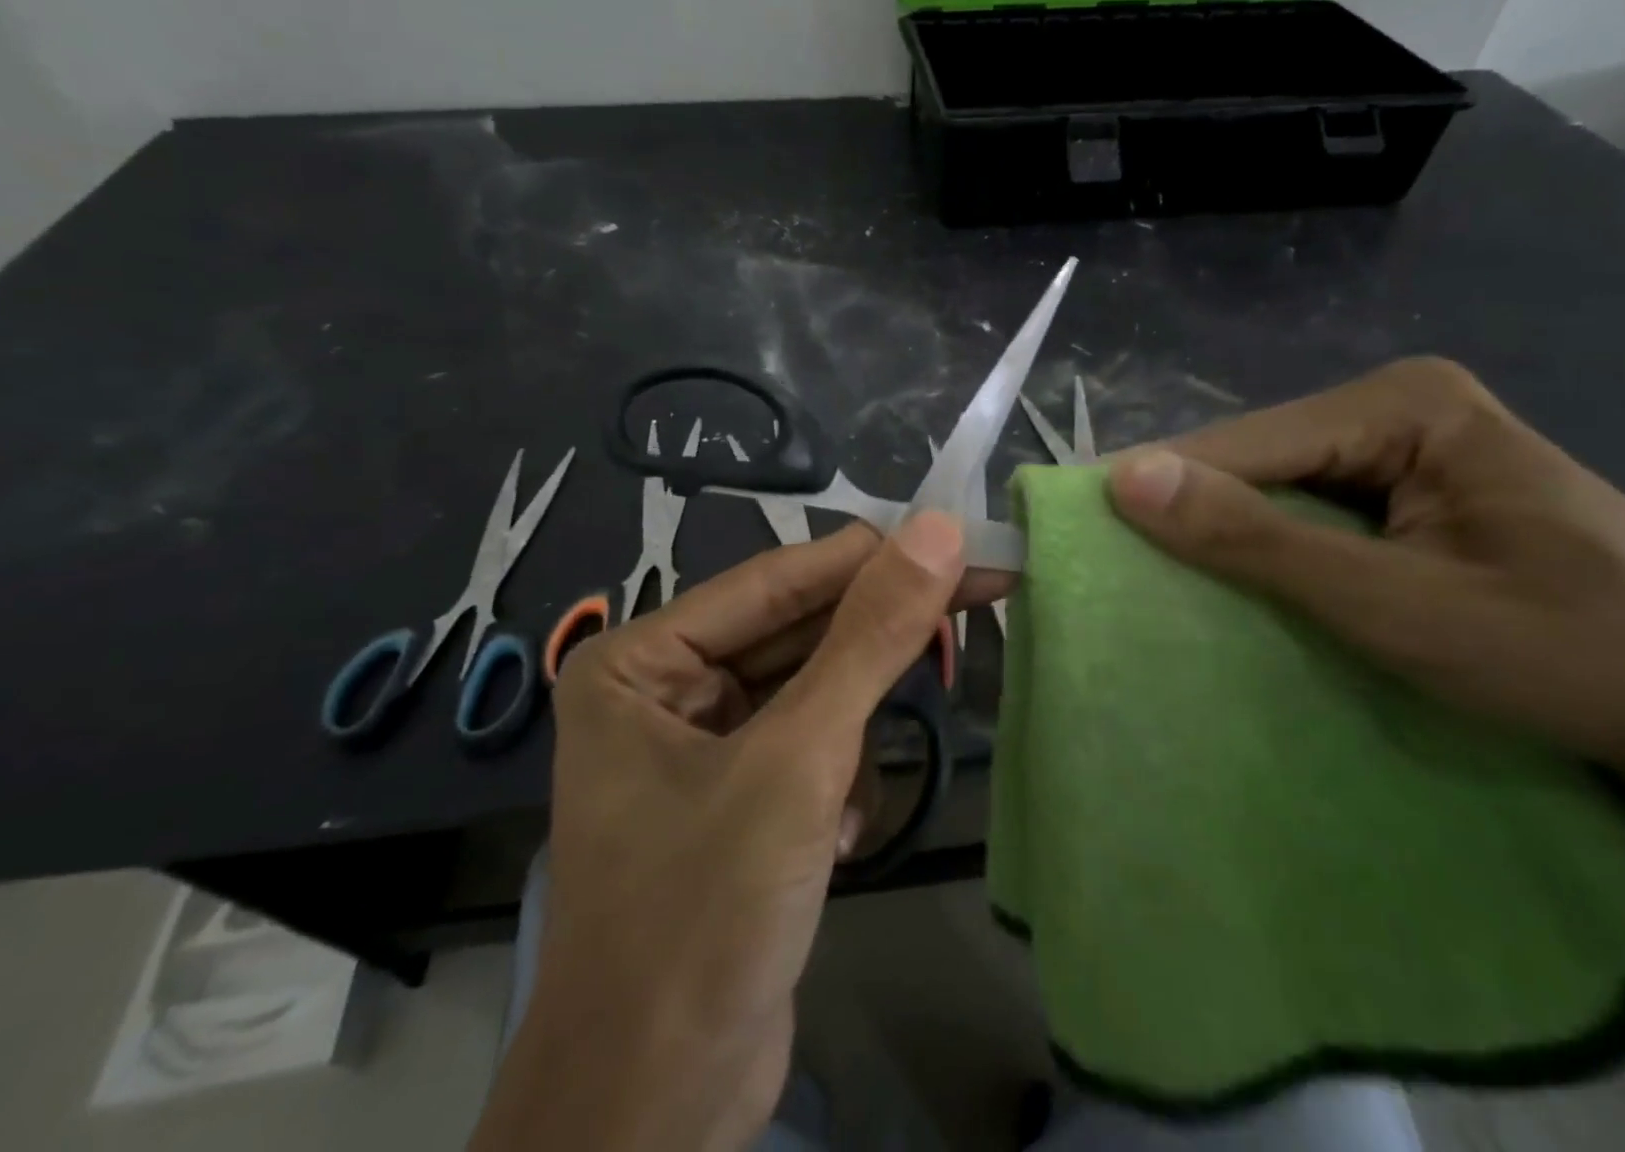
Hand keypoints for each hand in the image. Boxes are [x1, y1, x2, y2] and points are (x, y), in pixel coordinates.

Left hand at [472, 514, 969, 1151]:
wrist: (658, 1113)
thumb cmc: (704, 916)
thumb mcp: (799, 760)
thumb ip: (870, 638)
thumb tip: (938, 530)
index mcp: (643, 657)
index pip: (780, 579)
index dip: (874, 558)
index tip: (962, 538)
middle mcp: (663, 685)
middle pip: (799, 630)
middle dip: (878, 639)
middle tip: (982, 594)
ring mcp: (701, 741)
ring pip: (814, 689)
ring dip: (853, 734)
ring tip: (849, 798)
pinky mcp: (738, 791)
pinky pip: (811, 742)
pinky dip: (839, 779)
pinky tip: (834, 842)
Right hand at [1105, 357, 1624, 808]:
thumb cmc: (1572, 656)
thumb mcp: (1395, 606)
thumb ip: (1256, 540)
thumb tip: (1125, 479)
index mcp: (1400, 403)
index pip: (1242, 443)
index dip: (1162, 491)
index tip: (1082, 537)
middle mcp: (1394, 408)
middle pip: (1255, 462)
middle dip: (1196, 518)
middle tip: (1120, 576)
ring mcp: (1405, 450)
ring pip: (1275, 491)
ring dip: (1228, 540)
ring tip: (1160, 585)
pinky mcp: (1410, 494)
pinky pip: (1310, 515)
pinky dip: (1270, 554)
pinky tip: (1241, 587)